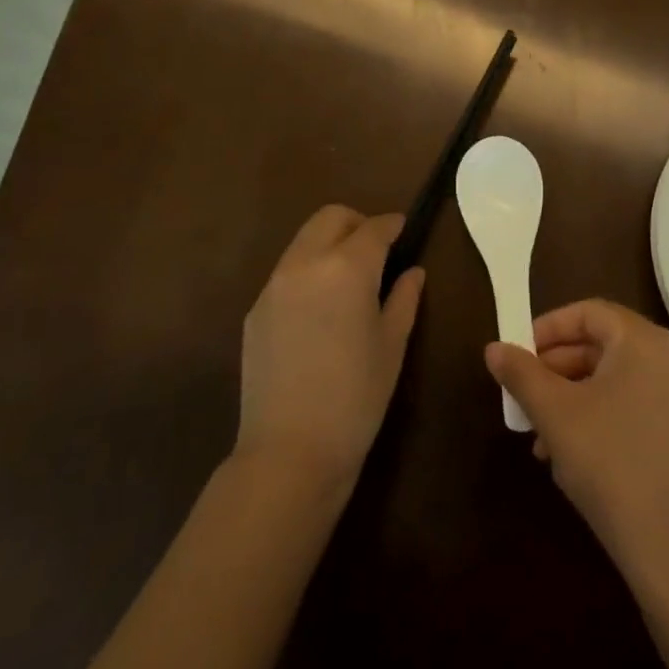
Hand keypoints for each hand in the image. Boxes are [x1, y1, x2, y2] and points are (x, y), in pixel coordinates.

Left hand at [236, 206, 424, 490]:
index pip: (374, 228)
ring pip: (304, 241)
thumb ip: (404, 298)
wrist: (290, 450)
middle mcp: (305, 264)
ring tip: (350, 279)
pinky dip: (309, 271)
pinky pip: (287, 272)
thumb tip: (412, 272)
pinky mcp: (255, 310)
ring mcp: (274, 285)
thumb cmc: (357, 396)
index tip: (405, 230)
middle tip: (378, 250)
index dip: (393, 225)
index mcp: (346, 268)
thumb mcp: (392, 344)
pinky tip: (321, 308)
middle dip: (357, 223)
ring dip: (330, 244)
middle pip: (331, 218)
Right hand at [484, 299, 668, 593]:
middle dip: (556, 368)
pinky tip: (570, 454)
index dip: (548, 328)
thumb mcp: (554, 413)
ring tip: (539, 434)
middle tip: (524, 394)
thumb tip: (494, 348)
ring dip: (572, 396)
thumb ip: (521, 373)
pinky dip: (599, 414)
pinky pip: (633, 404)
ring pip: (615, 378)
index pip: (589, 312)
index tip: (518, 354)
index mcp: (643, 341)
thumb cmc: (609, 462)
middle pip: (602, 344)